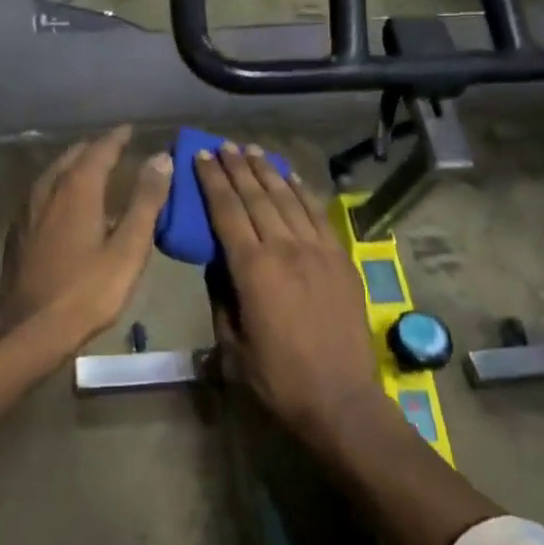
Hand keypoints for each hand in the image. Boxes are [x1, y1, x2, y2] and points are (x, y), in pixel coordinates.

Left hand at [0, 127, 172, 340]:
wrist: (29, 328)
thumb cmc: (87, 290)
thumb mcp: (128, 248)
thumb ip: (146, 200)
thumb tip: (161, 158)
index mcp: (77, 188)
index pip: (100, 149)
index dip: (117, 137)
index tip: (131, 128)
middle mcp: (48, 189)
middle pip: (73, 156)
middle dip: (95, 148)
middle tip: (116, 148)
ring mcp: (27, 209)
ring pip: (54, 173)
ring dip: (75, 165)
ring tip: (94, 169)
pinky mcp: (18, 230)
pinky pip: (42, 192)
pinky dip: (60, 185)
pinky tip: (66, 203)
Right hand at [195, 143, 379, 447]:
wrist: (341, 399)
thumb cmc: (278, 378)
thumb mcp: (232, 344)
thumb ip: (221, 296)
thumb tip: (217, 262)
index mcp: (253, 269)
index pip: (227, 212)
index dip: (212, 181)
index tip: (201, 156)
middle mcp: (286, 248)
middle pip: (257, 196)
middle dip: (236, 167)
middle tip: (223, 145)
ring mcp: (318, 250)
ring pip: (288, 198)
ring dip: (267, 171)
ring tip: (251, 150)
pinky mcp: (341, 258)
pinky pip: (318, 214)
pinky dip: (301, 191)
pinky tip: (290, 177)